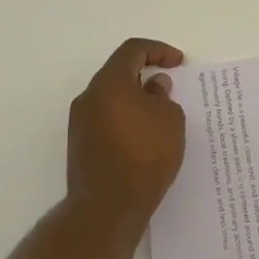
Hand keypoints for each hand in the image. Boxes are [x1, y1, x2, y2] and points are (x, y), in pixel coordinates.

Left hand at [67, 38, 186, 225]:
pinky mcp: (79, 145)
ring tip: (159, 115)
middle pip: (118, 73)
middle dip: (145, 75)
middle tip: (169, 87)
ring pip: (111, 98)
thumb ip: (164, 96)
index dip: (159, 50)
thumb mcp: (170, 119)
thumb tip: (153, 87)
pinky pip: (106, 119)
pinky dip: (125, 119)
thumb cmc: (145, 155)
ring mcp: (80, 122)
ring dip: (134, 99)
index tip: (178, 62)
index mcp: (110, 82)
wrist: (107, 207)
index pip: (133, 50)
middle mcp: (89, 96)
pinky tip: (143, 136)